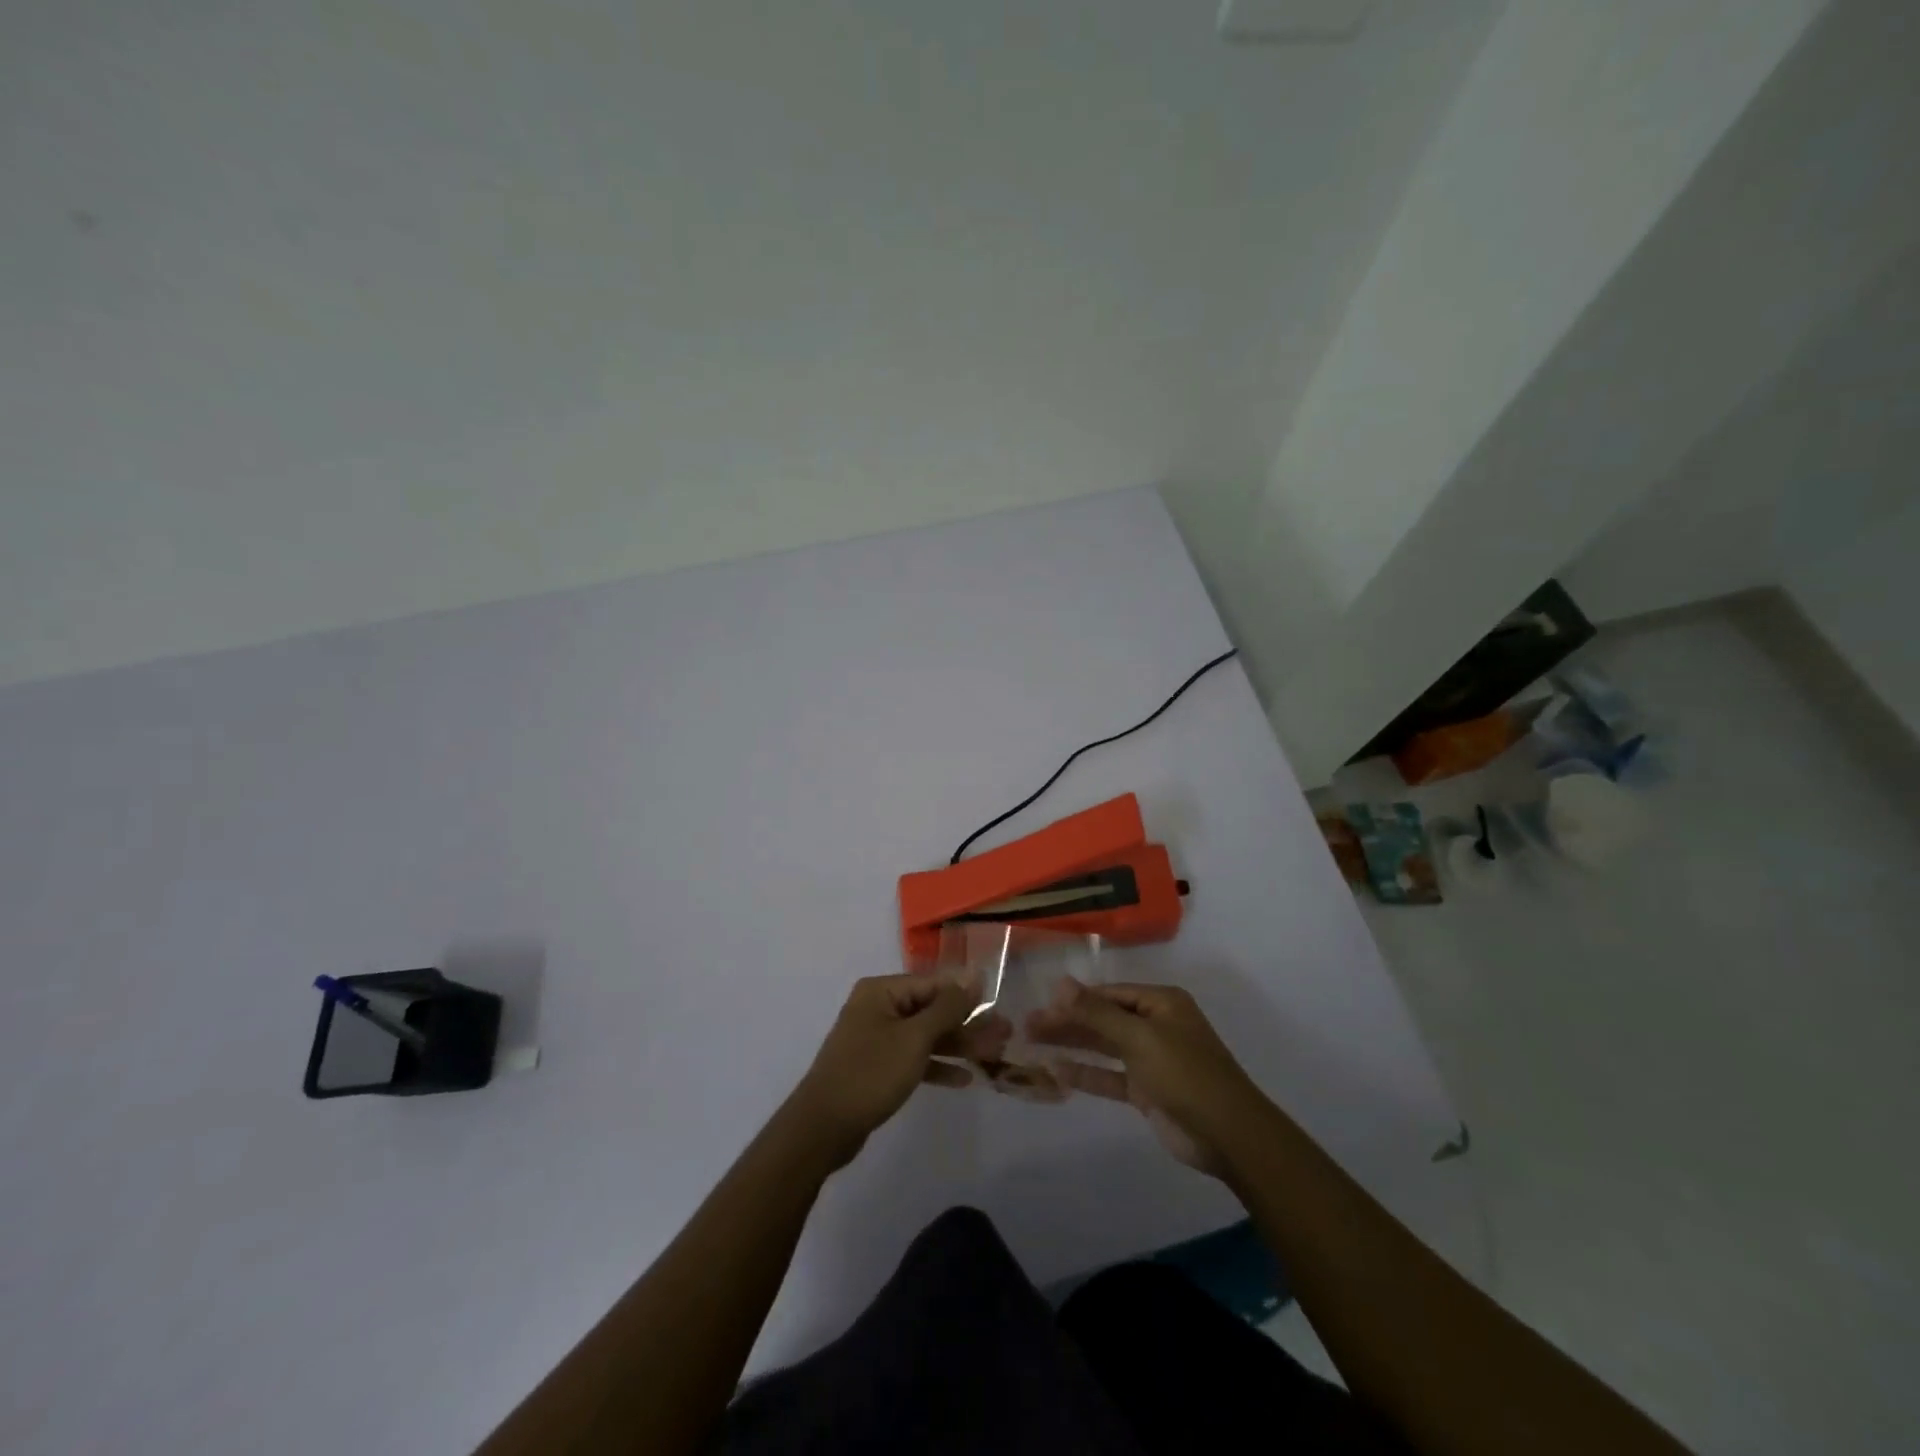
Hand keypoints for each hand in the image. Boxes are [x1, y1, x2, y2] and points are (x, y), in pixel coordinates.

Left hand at [787, 972, 1010, 1168]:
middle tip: (1005, 1034)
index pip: (933, 983)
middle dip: (967, 1022)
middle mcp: (878, 1008)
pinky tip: (964, 1079)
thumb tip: (973, 976)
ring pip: (925, 1036)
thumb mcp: (914, 1038)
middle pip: (931, 1009)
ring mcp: (876, 1038)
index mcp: (881, 991)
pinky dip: (936, 1066)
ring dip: (957, 1045)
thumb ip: (946, 1007)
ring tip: (994, 1054)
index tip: (999, 1003)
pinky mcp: (877, 1067)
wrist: (823, 1128)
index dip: (966, 993)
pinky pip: (913, 1058)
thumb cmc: (870, 1073)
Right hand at [1026, 978, 1263, 1176]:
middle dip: (1068, 1021)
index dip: (1075, 998)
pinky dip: (1086, 1074)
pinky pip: (1110, 1076)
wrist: (1228, 1135)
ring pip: (1104, 1046)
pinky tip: (1056, 1072)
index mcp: (1161, 1003)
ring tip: (1032, 1043)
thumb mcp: (1139, 1037)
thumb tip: (1060, 982)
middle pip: (1103, 1018)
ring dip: (1072, 1045)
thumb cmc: (1185, 1073)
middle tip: (1028, 1025)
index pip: (1109, 993)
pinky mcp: (1147, 1091)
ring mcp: (1151, 1059)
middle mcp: (1156, 1025)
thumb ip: (1096, 1013)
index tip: (1041, 1003)